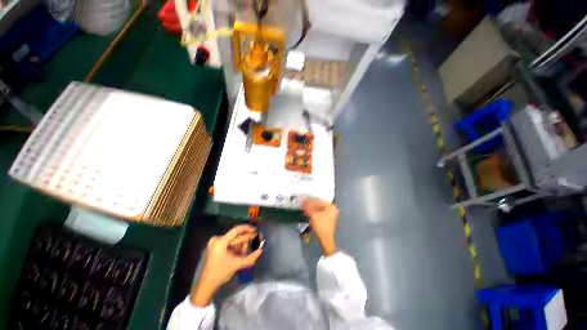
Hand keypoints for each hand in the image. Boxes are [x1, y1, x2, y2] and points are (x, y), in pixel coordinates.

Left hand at [191, 225, 262, 306]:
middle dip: (245, 239)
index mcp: (221, 242)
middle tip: (255, 239)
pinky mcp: (216, 246)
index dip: (247, 228)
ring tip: (245, 252)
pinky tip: (240, 252)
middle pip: (236, 236)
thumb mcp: (237, 264)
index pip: (236, 230)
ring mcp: (216, 242)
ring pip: (233, 239)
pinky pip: (229, 242)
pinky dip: (236, 247)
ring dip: (241, 244)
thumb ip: (251, 257)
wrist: (207, 284)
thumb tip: (261, 250)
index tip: (255, 230)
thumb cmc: (221, 273)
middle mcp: (217, 239)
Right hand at [302, 199, 338, 255]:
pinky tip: (308, 214)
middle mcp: (332, 209)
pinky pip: (320, 213)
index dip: (310, 200)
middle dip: (311, 205)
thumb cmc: (321, 226)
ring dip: (312, 209)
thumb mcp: (313, 215)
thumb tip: (302, 201)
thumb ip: (308, 207)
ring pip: (319, 209)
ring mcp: (331, 215)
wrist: (325, 240)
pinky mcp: (328, 220)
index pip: (319, 200)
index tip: (304, 200)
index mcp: (331, 206)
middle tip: (303, 205)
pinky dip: (314, 213)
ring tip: (305, 209)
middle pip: (319, 204)